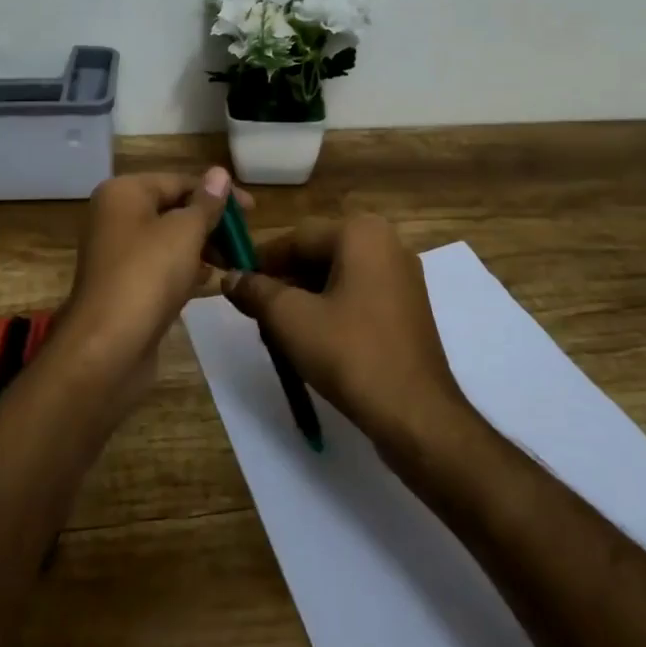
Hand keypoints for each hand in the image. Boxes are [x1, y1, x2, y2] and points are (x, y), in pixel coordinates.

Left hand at [59, 168, 245, 364]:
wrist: (107, 347)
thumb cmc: (148, 275)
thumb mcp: (185, 231)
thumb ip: (206, 203)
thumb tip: (219, 173)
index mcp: (124, 193)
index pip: (180, 181)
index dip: (219, 194)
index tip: (253, 211)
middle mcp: (116, 216)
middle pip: (173, 209)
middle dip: (211, 223)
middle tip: (244, 240)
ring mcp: (118, 253)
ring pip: (169, 240)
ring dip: (202, 248)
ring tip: (235, 262)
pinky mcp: (125, 285)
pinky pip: (162, 267)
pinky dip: (186, 270)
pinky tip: (212, 281)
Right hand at [222, 214, 468, 447]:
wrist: (415, 413)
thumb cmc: (350, 353)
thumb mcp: (290, 319)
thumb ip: (256, 291)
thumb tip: (230, 277)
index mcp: (361, 233)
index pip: (296, 237)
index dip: (261, 262)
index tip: (235, 286)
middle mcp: (387, 243)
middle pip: (317, 254)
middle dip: (283, 281)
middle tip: (254, 313)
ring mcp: (402, 276)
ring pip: (337, 276)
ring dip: (304, 298)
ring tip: (277, 330)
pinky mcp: (407, 307)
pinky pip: (358, 295)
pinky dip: (330, 309)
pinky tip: (311, 339)